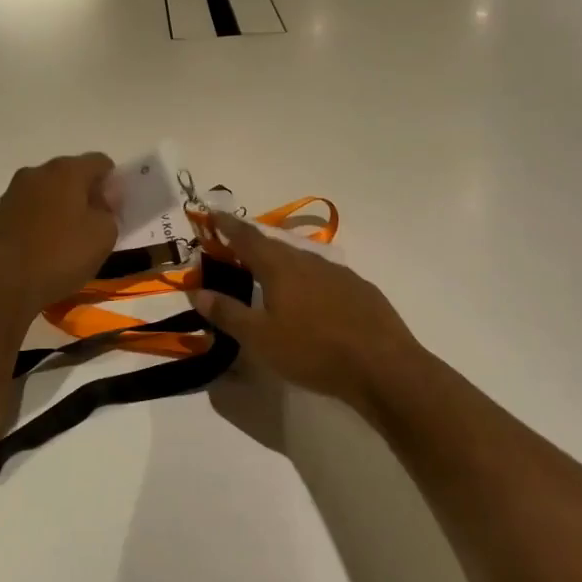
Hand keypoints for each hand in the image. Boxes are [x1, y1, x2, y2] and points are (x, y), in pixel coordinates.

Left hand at [0, 154, 117, 319]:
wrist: (0, 284)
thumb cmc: (59, 256)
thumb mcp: (103, 236)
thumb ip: (109, 212)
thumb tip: (101, 203)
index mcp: (66, 170)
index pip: (100, 162)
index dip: (112, 182)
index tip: (115, 209)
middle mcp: (36, 172)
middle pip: (70, 175)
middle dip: (85, 196)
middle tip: (94, 226)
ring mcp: (12, 193)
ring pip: (47, 194)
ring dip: (60, 209)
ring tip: (66, 242)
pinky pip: (27, 212)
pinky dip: (39, 224)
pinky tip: (42, 251)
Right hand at [195, 211, 426, 411]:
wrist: (385, 368)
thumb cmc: (313, 351)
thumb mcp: (260, 338)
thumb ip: (227, 313)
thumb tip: (196, 292)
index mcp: (280, 267)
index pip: (246, 237)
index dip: (227, 225)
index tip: (211, 213)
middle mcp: (308, 261)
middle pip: (274, 244)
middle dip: (252, 243)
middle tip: (236, 247)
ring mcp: (339, 274)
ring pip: (301, 259)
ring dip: (281, 261)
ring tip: (269, 273)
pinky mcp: (361, 291)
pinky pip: (324, 276)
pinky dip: (307, 279)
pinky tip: (311, 299)